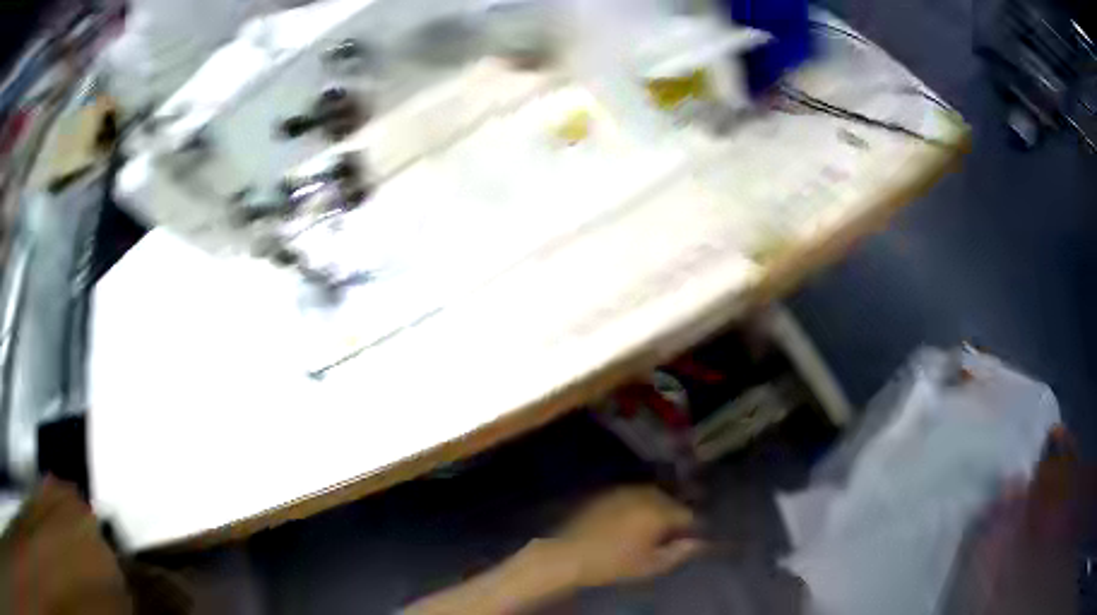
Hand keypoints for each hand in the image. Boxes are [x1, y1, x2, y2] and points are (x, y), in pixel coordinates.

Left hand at [403, 486, 704, 614]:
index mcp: (658, 510)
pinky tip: (630, 523)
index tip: (691, 540)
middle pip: (672, 502)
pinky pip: (632, 496)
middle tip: (671, 536)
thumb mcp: (650, 565)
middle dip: (675, 516)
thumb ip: (680, 552)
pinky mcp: (606, 493)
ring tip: (651, 530)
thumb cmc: (612, 564)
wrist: (566, 555)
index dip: (693, 528)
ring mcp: (623, 491)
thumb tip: (700, 543)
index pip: (689, 514)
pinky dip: (638, 506)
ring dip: (657, 509)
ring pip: (652, 497)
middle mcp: (644, 494)